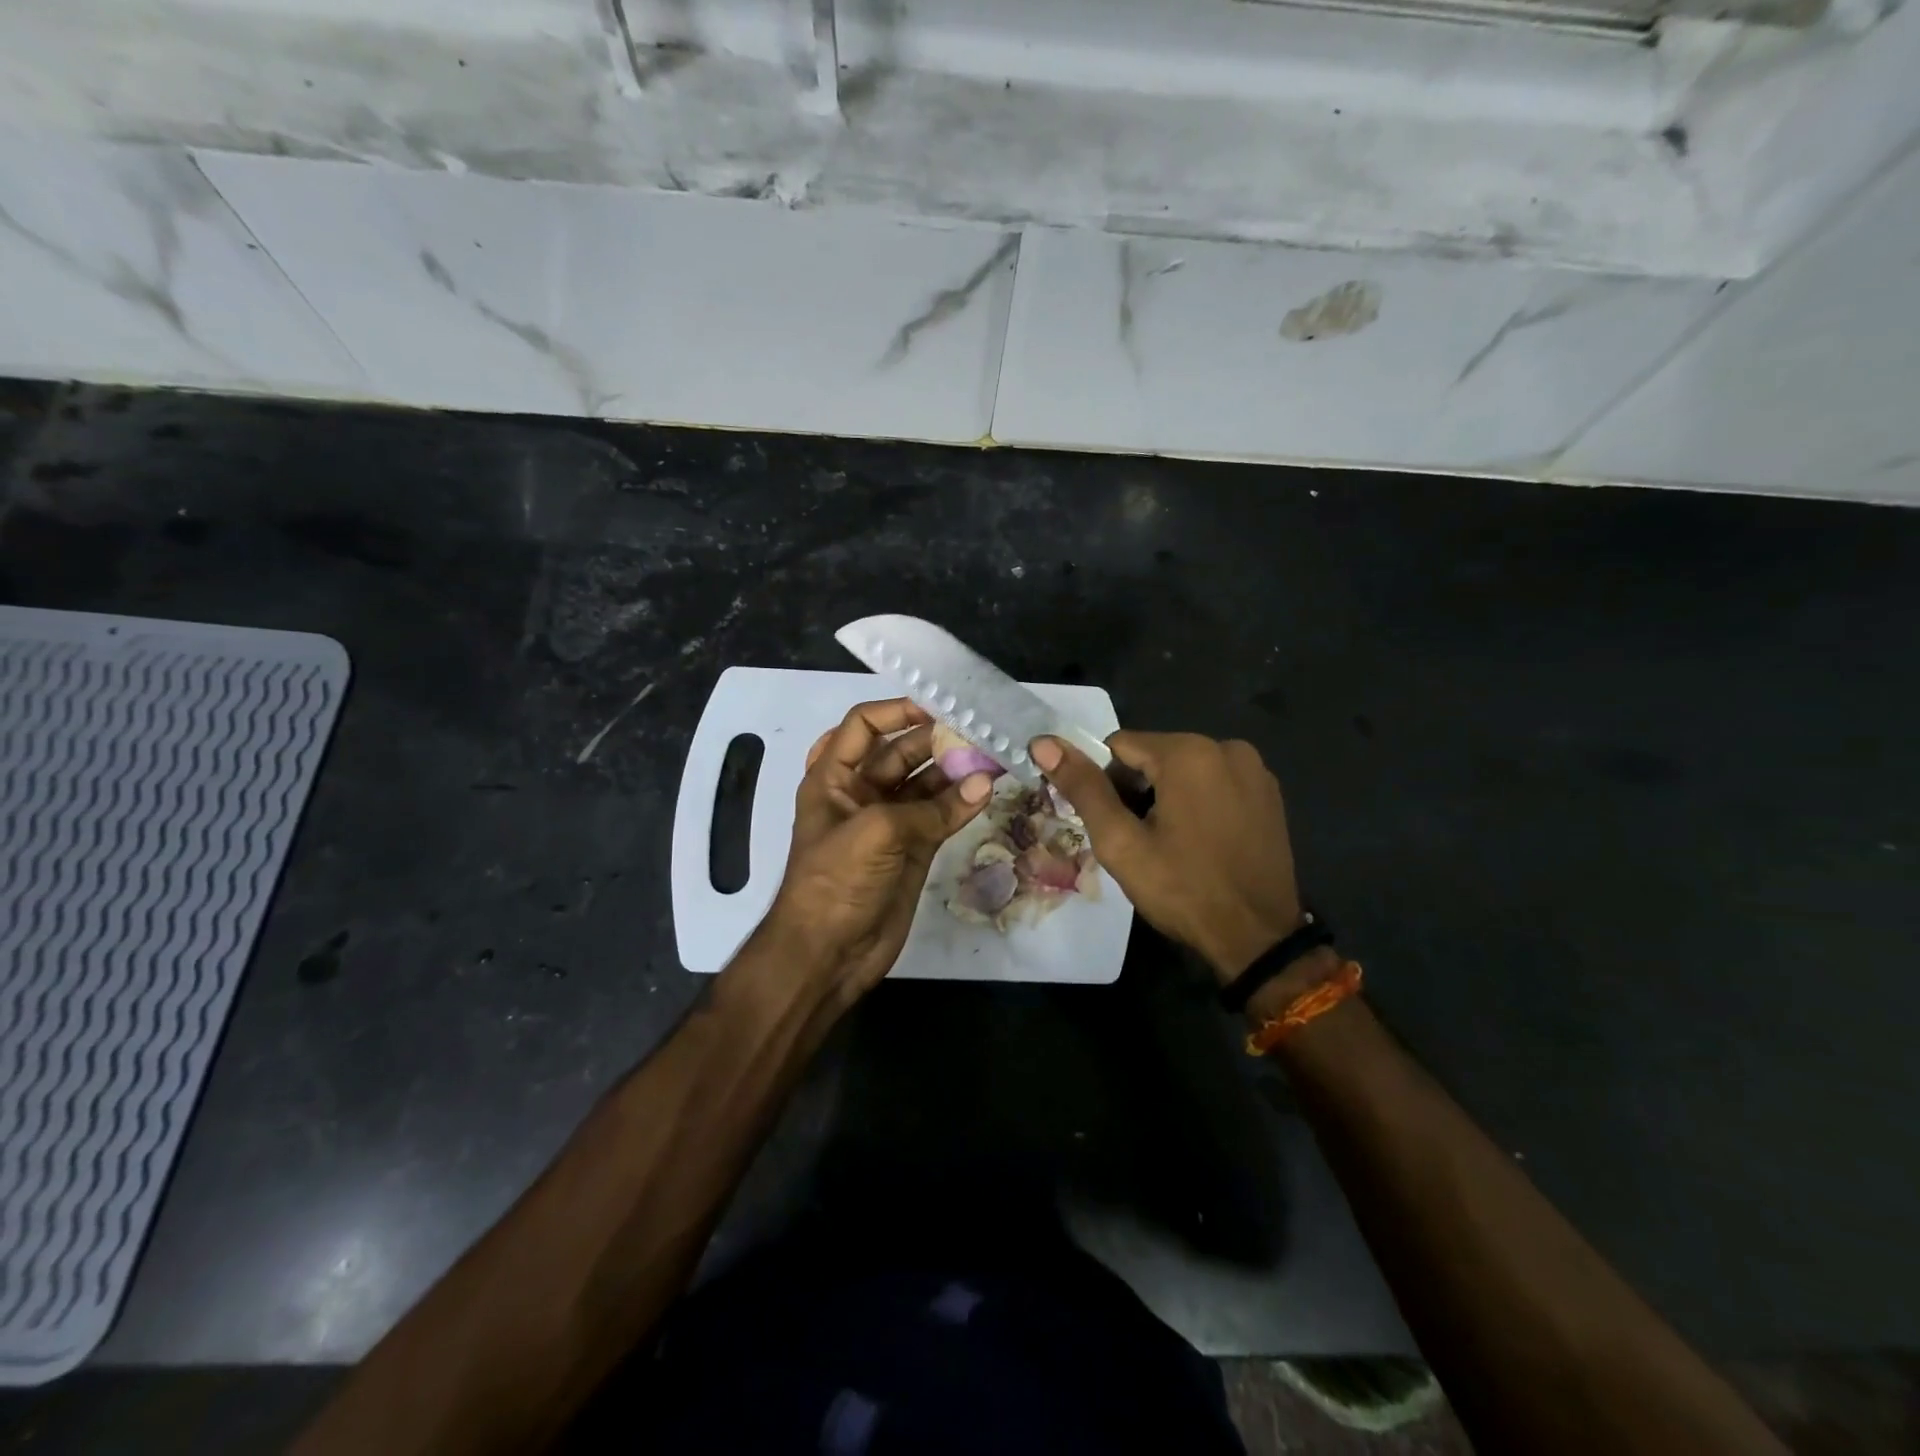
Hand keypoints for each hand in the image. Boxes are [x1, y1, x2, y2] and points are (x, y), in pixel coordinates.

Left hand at [761, 699, 993, 1002]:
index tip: (938, 705)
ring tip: (993, 757)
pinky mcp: (913, 849)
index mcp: (833, 777)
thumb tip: (984, 783)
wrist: (828, 954)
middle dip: (937, 740)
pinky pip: (941, 816)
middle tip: (980, 730)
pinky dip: (962, 804)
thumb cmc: (835, 882)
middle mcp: (861, 793)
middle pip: (901, 752)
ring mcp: (889, 822)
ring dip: (956, 771)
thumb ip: (931, 807)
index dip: (897, 711)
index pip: (864, 726)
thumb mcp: (874, 832)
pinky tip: (988, 791)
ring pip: (926, 784)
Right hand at [1031, 732, 1303, 982]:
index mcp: (1189, 752)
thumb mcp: (1121, 842)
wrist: (1258, 938)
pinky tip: (1201, 842)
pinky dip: (1198, 802)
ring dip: (1167, 797)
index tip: (1115, 826)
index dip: (1106, 785)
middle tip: (1140, 841)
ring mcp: (1254, 769)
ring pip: (1185, 769)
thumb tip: (1043, 741)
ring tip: (1171, 845)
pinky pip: (1215, 783)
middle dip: (1137, 791)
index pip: (1119, 746)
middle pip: (1154, 755)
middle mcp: (1226, 747)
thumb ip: (1083, 787)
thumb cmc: (1183, 889)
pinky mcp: (1270, 793)